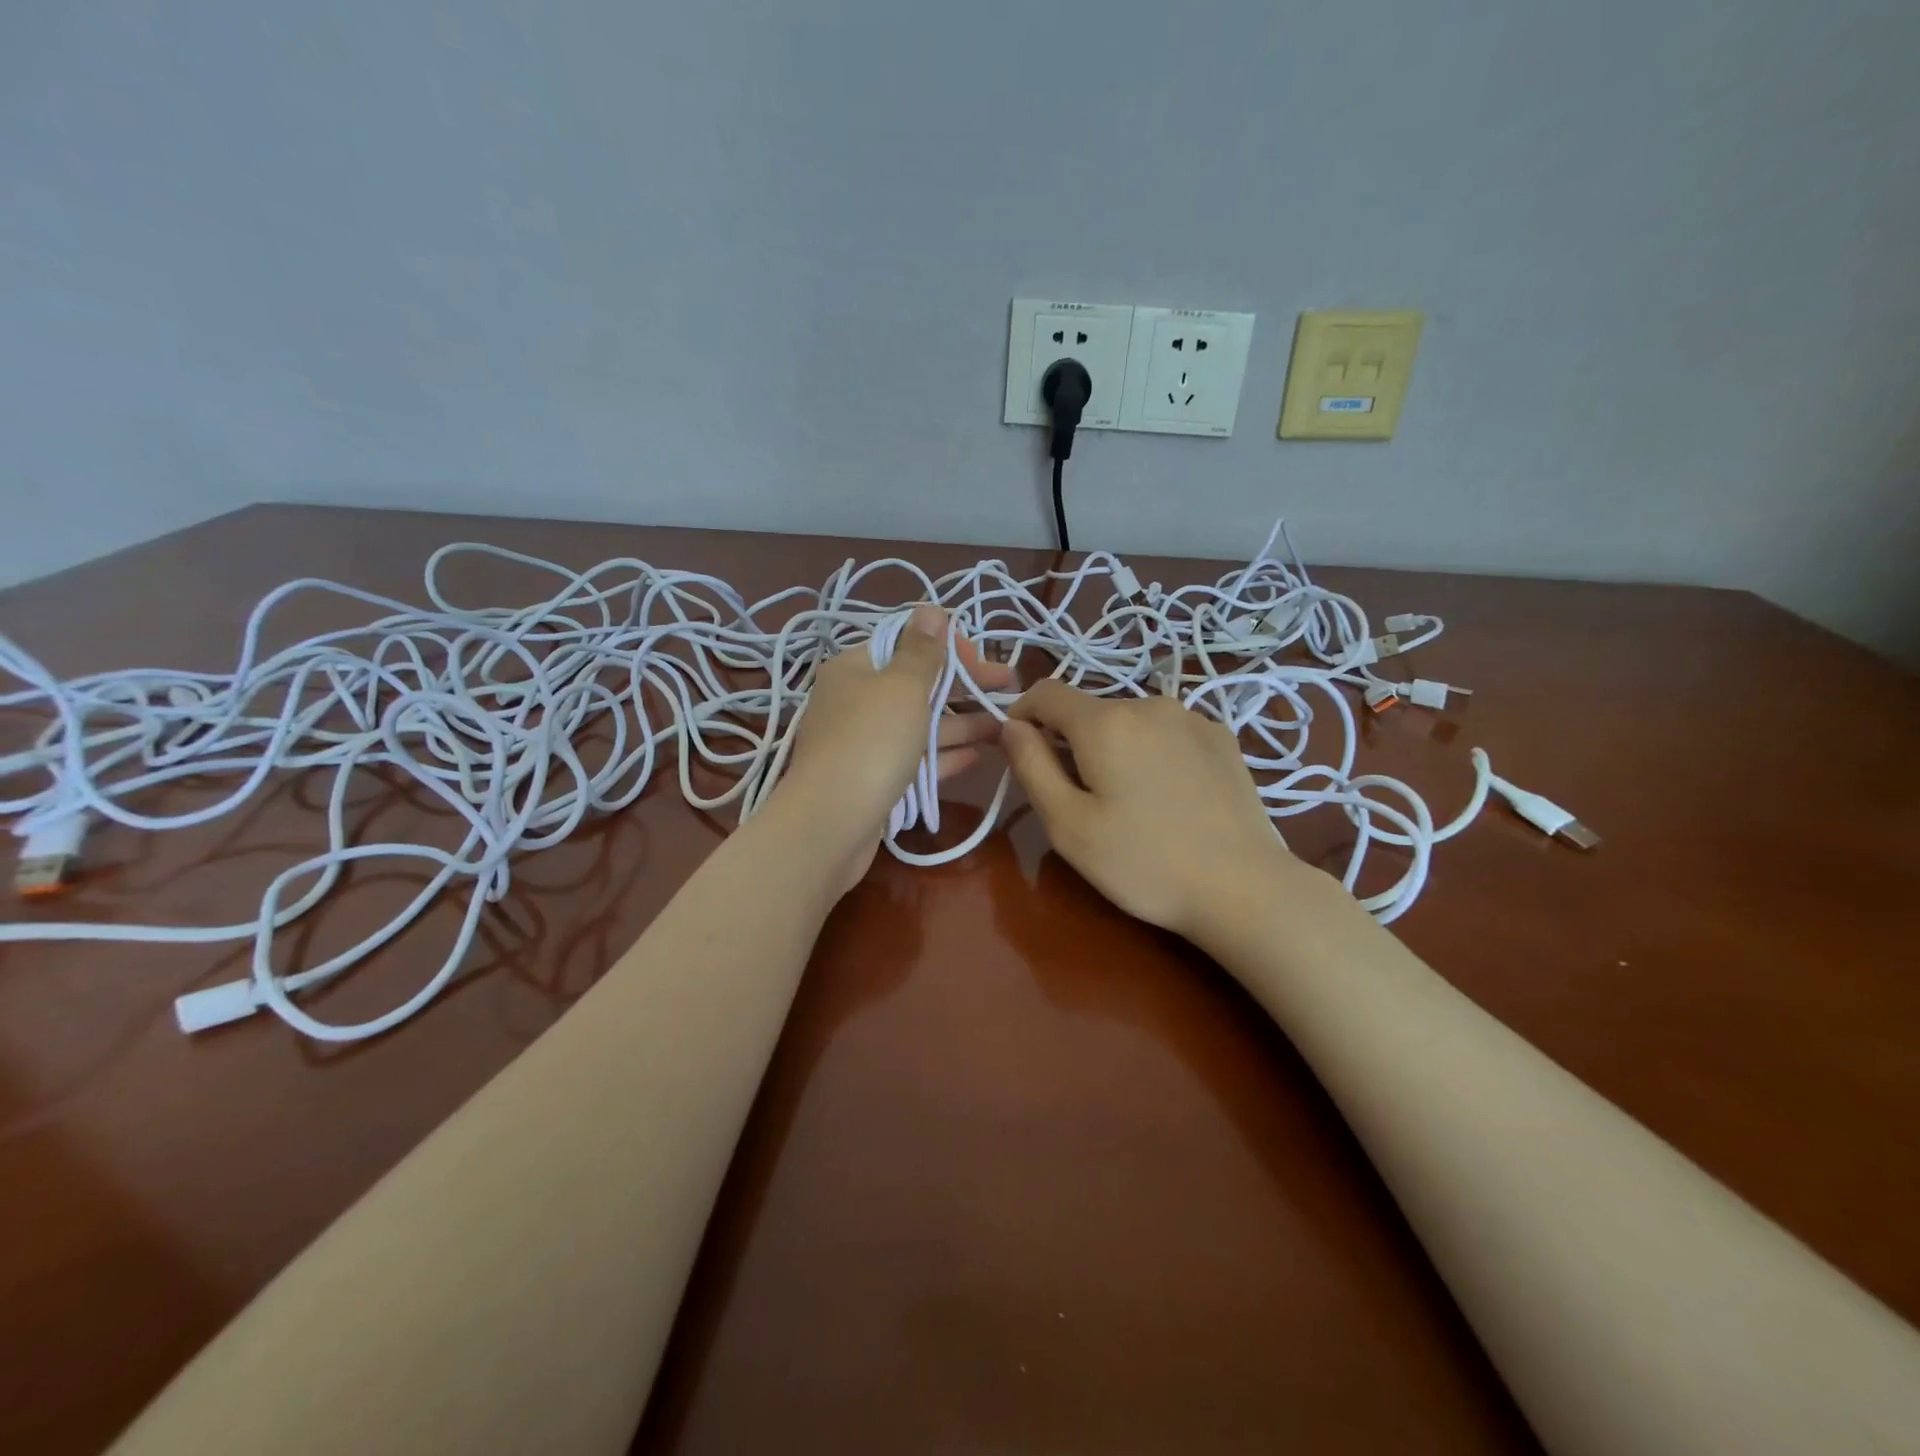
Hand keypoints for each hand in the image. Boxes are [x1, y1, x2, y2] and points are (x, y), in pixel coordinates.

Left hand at [778, 605, 1011, 885]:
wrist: (831, 823)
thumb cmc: (871, 741)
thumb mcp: (902, 686)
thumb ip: (922, 650)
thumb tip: (930, 608)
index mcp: (855, 668)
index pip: (905, 643)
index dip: (947, 647)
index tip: (982, 661)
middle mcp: (856, 701)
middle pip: (917, 686)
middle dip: (964, 687)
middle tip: (1009, 690)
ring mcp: (864, 743)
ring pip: (920, 725)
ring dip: (963, 724)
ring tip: (1006, 727)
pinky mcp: (874, 780)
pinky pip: (915, 759)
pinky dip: (945, 755)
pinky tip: (979, 756)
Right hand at [1000, 680, 1298, 939]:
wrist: (1244, 889)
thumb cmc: (1143, 863)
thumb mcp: (1068, 825)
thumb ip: (1031, 766)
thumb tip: (1011, 725)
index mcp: (1106, 722)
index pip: (1045, 692)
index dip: (1021, 715)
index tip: (1020, 753)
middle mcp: (1149, 704)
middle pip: (1090, 710)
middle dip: (1070, 742)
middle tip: (1078, 799)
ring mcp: (1192, 718)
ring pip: (1130, 721)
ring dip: (1113, 747)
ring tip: (1128, 802)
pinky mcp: (1222, 738)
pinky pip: (1167, 733)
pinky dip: (1152, 752)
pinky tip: (1170, 797)